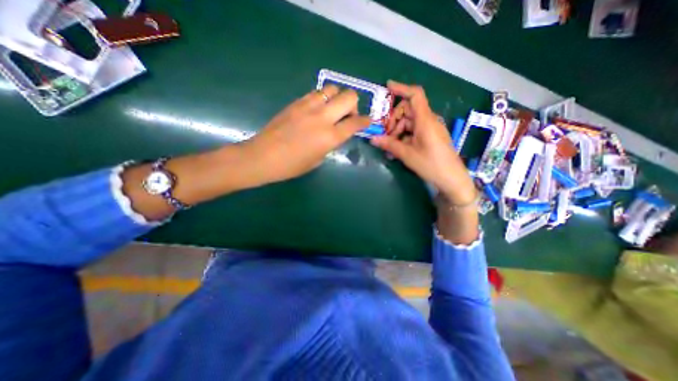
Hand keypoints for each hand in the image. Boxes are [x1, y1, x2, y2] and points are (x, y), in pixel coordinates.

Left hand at [240, 86, 369, 187]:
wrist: (263, 156)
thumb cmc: (292, 165)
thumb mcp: (318, 160)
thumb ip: (331, 144)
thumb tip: (335, 135)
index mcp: (330, 137)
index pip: (356, 123)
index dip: (366, 121)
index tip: (367, 122)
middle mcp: (323, 117)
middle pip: (349, 97)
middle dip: (354, 105)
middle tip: (347, 115)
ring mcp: (308, 106)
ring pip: (332, 89)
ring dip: (337, 98)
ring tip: (331, 110)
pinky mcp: (296, 102)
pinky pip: (316, 93)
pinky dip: (322, 98)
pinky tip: (316, 109)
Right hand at [369, 80, 472, 204]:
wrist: (452, 179)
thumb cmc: (431, 165)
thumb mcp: (407, 155)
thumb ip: (389, 145)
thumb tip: (372, 139)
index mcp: (425, 120)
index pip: (415, 95)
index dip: (402, 88)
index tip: (388, 87)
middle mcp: (428, 121)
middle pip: (407, 110)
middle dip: (393, 121)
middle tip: (385, 136)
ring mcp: (430, 129)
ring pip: (409, 122)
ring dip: (397, 132)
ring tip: (389, 148)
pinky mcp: (430, 137)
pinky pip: (413, 131)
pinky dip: (403, 138)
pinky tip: (396, 150)